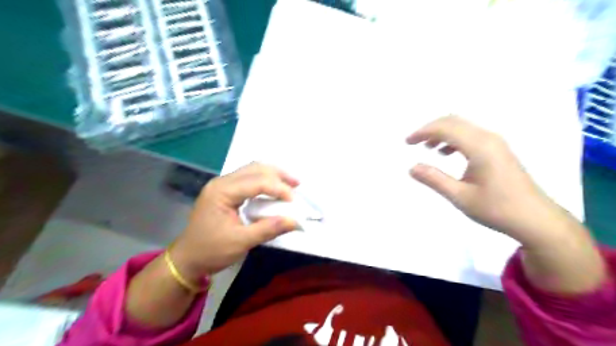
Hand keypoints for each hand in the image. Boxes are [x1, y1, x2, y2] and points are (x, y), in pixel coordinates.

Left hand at [169, 164, 296, 278]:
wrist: (187, 259)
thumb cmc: (211, 251)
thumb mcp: (241, 242)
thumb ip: (268, 229)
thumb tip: (295, 221)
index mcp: (222, 191)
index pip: (256, 181)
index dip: (278, 188)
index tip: (294, 201)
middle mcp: (222, 182)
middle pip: (255, 168)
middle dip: (278, 175)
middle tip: (297, 184)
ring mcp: (222, 185)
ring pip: (252, 170)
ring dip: (273, 175)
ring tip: (290, 184)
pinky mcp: (225, 191)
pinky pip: (248, 178)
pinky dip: (265, 181)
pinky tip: (274, 188)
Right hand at [408, 115, 568, 245]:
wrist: (536, 219)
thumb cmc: (497, 209)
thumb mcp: (460, 197)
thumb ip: (434, 180)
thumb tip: (412, 167)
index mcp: (480, 147)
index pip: (446, 128)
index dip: (423, 131)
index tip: (407, 142)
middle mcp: (488, 138)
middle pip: (454, 121)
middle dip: (430, 128)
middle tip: (413, 142)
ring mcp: (495, 143)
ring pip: (463, 127)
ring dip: (442, 133)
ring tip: (428, 148)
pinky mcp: (498, 150)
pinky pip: (471, 135)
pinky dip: (454, 139)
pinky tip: (447, 153)